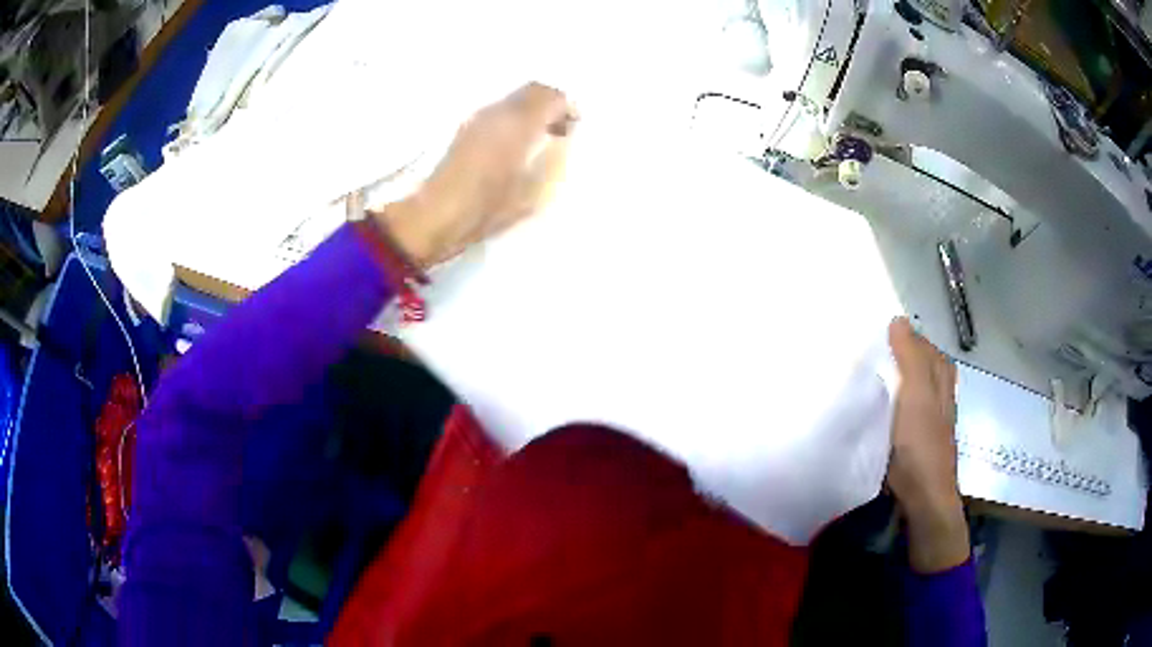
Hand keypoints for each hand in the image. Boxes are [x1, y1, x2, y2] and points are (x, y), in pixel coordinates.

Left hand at [375, 82, 577, 268]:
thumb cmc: (486, 209)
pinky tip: (513, 143)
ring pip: (513, 98)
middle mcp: (498, 112)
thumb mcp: (533, 192)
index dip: (568, 107)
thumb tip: (561, 141)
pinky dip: (513, 117)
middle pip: (532, 89)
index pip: (551, 96)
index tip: (574, 128)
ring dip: (531, 110)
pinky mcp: (464, 128)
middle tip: (559, 128)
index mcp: (518, 124)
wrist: (435, 216)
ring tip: (537, 137)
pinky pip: (498, 110)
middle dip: (551, 103)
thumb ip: (553, 160)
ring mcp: (478, 117)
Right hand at [886, 317, 968, 572]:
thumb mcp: (916, 394)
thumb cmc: (922, 442)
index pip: (925, 346)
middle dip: (901, 355)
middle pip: (921, 366)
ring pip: (912, 389)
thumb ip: (909, 357)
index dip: (906, 336)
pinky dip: (891, 402)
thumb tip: (898, 319)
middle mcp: (937, 395)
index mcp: (940, 378)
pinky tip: (875, 407)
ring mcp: (927, 419)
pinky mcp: (914, 439)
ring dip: (895, 379)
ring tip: (869, 374)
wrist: (923, 494)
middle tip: (871, 350)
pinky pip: (902, 410)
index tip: (878, 331)